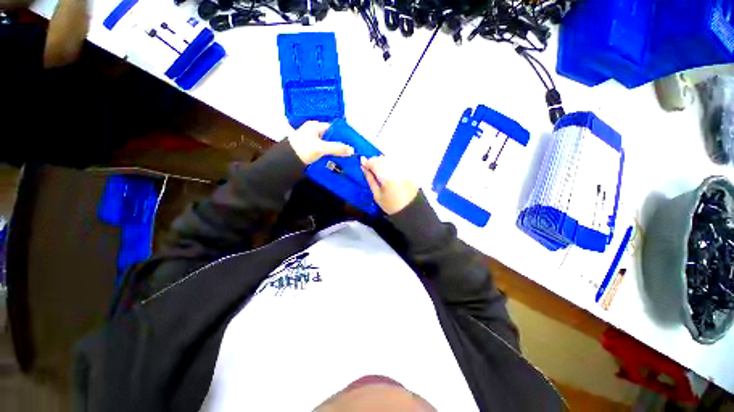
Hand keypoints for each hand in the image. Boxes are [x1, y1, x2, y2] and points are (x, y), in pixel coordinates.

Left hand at [288, 121, 353, 164]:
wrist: (286, 161)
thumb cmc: (303, 149)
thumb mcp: (321, 148)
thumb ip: (337, 148)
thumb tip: (352, 150)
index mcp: (315, 126)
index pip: (333, 128)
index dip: (342, 134)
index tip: (351, 142)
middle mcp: (313, 131)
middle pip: (330, 136)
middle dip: (339, 143)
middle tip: (349, 150)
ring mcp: (311, 141)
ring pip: (327, 144)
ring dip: (334, 150)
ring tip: (345, 156)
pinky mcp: (310, 149)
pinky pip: (323, 150)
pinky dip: (329, 154)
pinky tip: (335, 159)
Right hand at [361, 156, 418, 214]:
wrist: (410, 209)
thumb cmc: (391, 205)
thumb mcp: (377, 195)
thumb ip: (370, 179)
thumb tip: (363, 168)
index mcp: (386, 175)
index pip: (374, 162)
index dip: (367, 162)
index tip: (362, 164)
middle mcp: (395, 168)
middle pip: (381, 159)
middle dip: (374, 162)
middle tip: (369, 169)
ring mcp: (402, 168)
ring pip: (388, 159)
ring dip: (381, 162)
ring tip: (378, 171)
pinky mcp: (407, 169)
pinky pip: (395, 162)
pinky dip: (389, 164)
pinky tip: (387, 172)